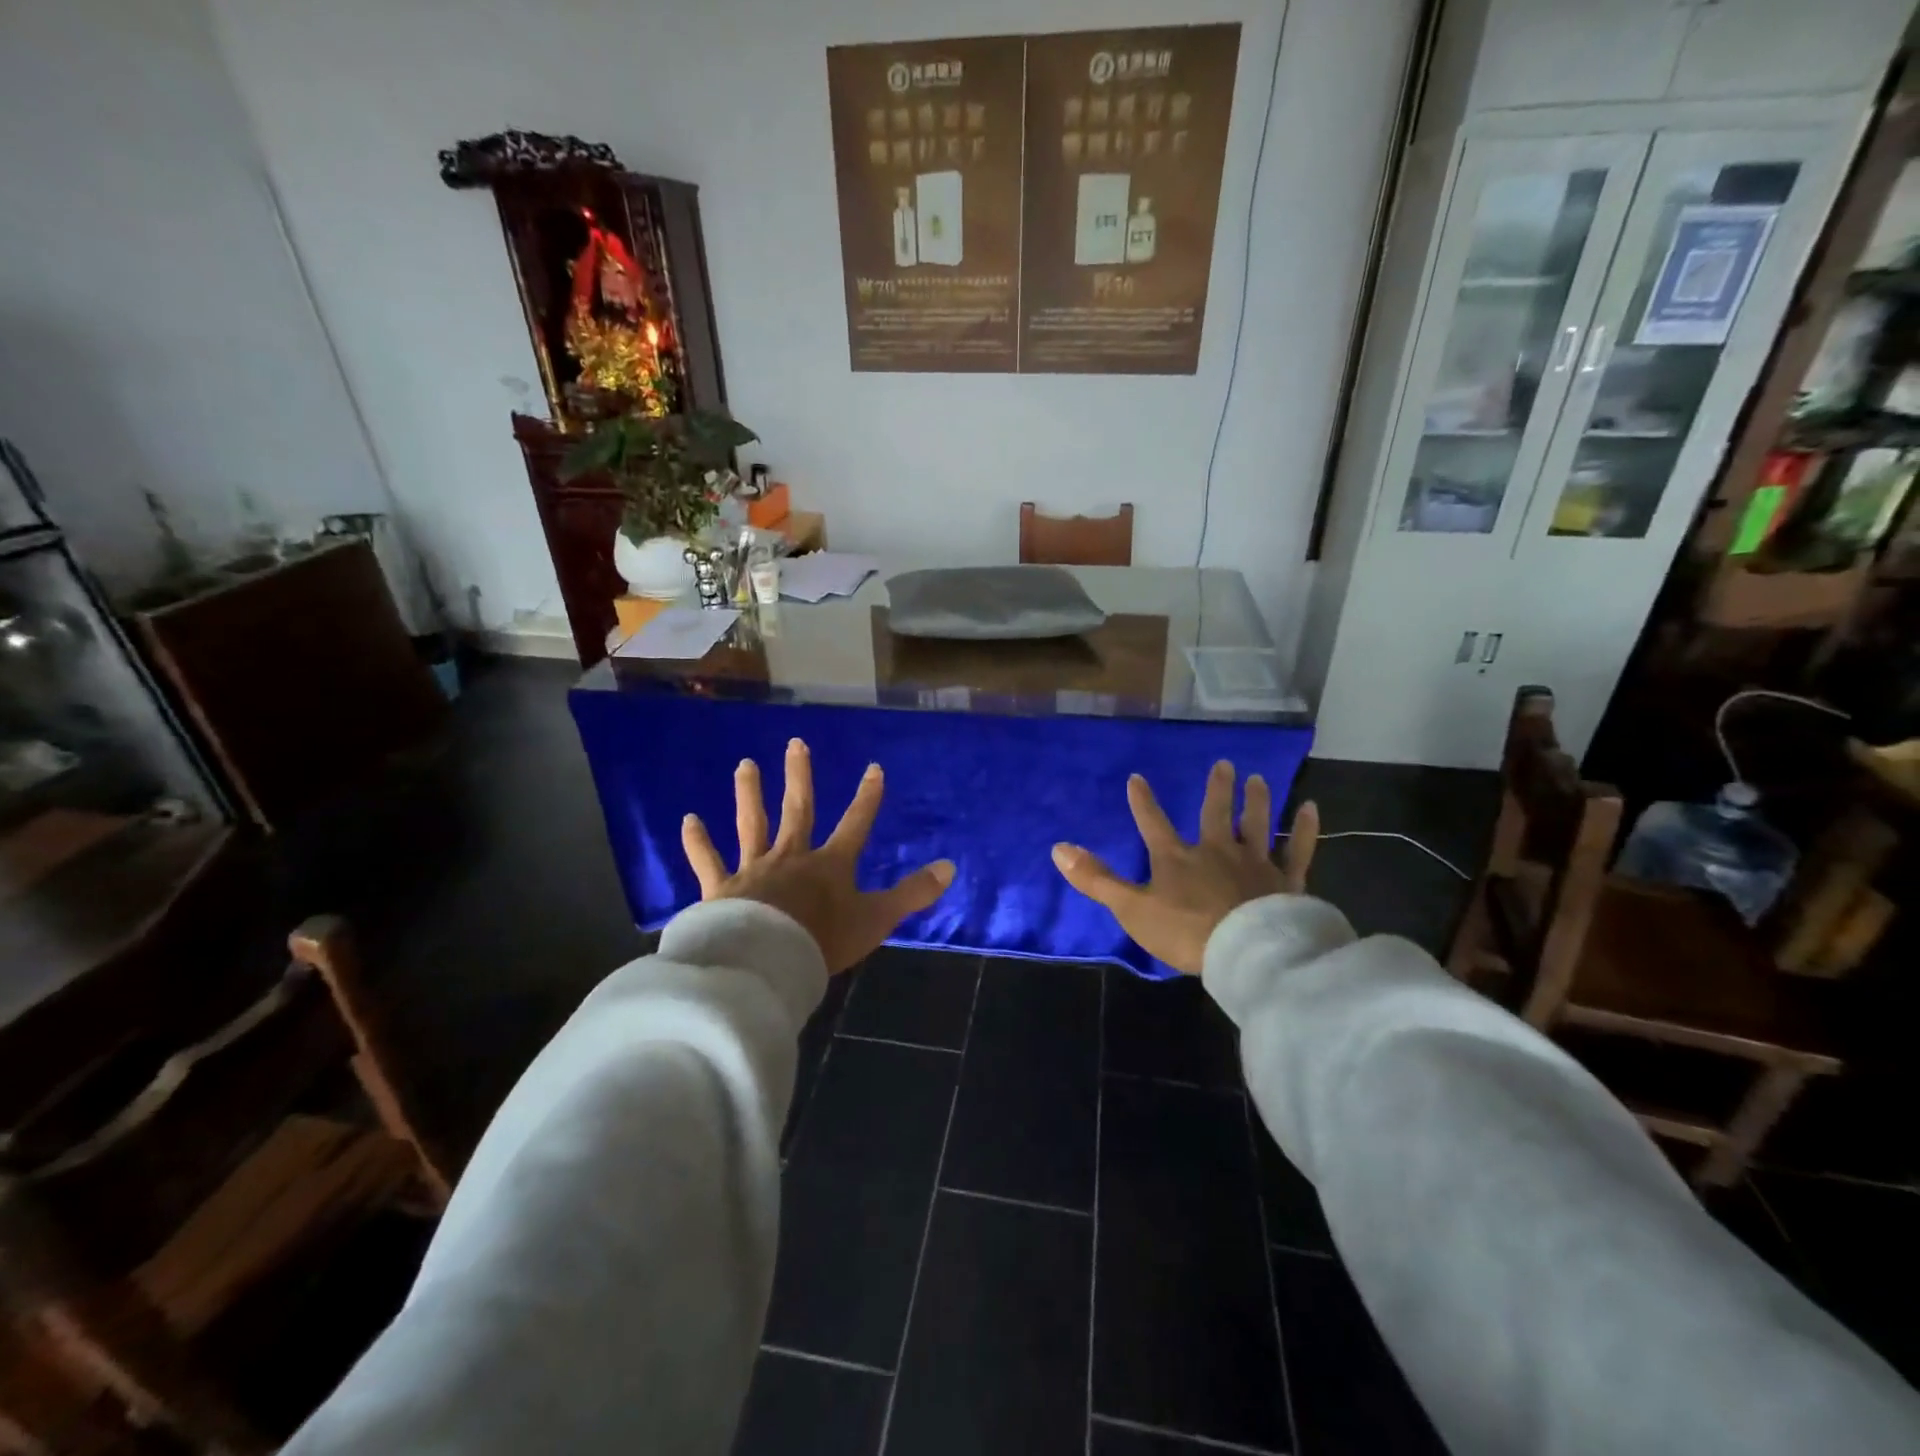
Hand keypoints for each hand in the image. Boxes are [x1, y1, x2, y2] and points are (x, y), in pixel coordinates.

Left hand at [681, 738, 955, 973]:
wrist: (767, 960)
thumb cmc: (824, 940)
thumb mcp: (877, 919)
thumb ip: (913, 893)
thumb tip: (950, 867)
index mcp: (830, 864)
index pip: (856, 823)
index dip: (867, 797)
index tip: (873, 768)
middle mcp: (792, 856)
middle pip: (797, 810)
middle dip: (799, 777)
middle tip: (794, 743)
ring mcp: (753, 868)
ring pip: (752, 824)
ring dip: (749, 794)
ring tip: (745, 765)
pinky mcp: (721, 888)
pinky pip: (708, 860)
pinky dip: (697, 841)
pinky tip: (688, 819)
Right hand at [1050, 761, 1318, 975]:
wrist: (1245, 952)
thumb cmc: (1185, 931)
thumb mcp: (1131, 908)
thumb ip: (1097, 879)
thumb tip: (1058, 848)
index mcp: (1176, 859)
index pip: (1153, 824)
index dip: (1143, 802)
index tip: (1137, 778)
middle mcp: (1216, 851)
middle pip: (1215, 814)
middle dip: (1217, 789)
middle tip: (1224, 764)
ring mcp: (1254, 863)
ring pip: (1256, 824)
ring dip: (1256, 800)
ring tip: (1259, 778)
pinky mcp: (1286, 881)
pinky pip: (1298, 850)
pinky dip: (1305, 829)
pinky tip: (1311, 808)